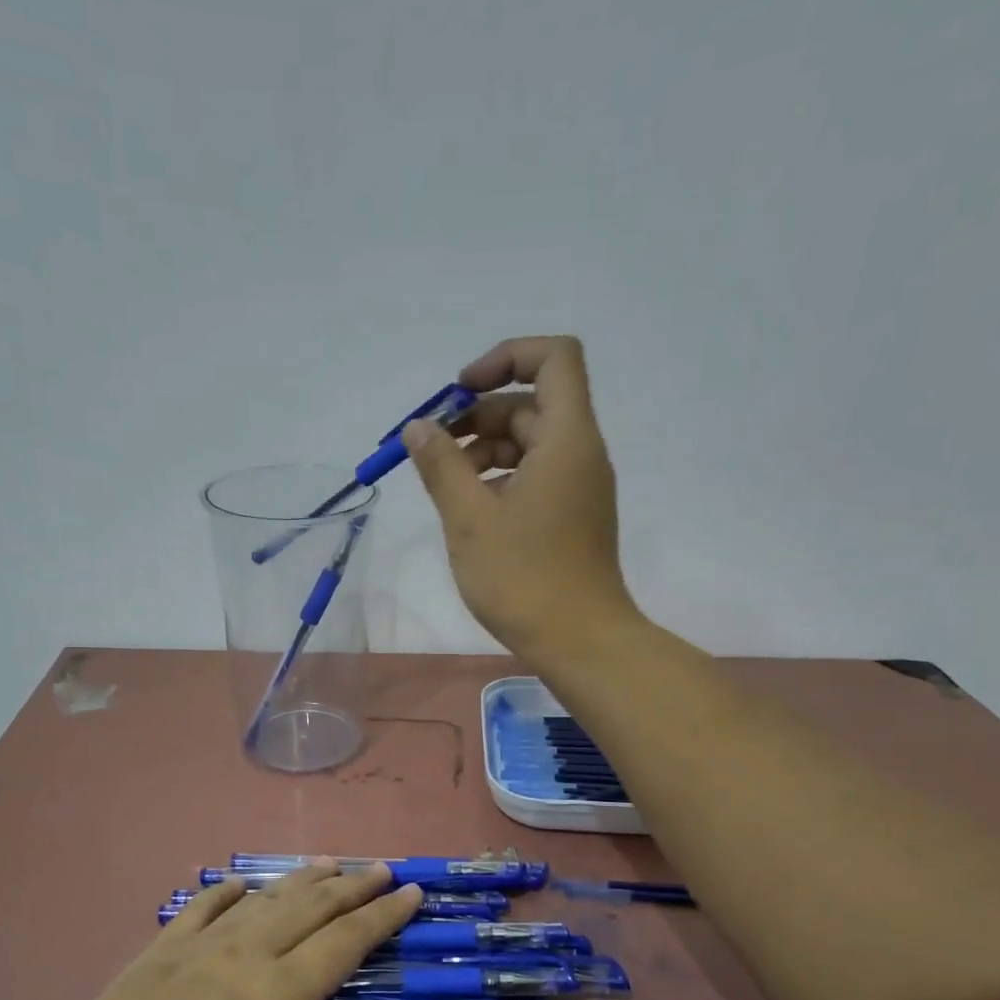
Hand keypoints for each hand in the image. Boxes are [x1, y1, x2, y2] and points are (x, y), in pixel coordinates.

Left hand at [2, 861, 441, 999]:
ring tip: (329, 864)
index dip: (383, 915)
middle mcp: (240, 960)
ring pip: (261, 901)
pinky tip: (238, 885)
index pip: (344, 942)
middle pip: (308, 908)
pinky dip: (227, 891)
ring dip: (301, 880)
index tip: (412, 891)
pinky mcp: (152, 960)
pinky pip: (199, 908)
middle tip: (382, 867)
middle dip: (351, 886)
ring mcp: (191, 954)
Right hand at [404, 335, 639, 662]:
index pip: (554, 357)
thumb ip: (442, 466)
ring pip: (530, 444)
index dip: (505, 358)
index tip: (460, 392)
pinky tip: (470, 511)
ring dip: (484, 451)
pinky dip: (500, 479)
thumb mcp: (470, 519)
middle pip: (532, 404)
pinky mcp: (572, 516)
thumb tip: (419, 427)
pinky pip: (535, 476)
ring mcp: (579, 487)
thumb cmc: (524, 579)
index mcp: (567, 439)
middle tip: (433, 449)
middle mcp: (581, 453)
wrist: (580, 642)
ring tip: (445, 486)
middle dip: (478, 415)